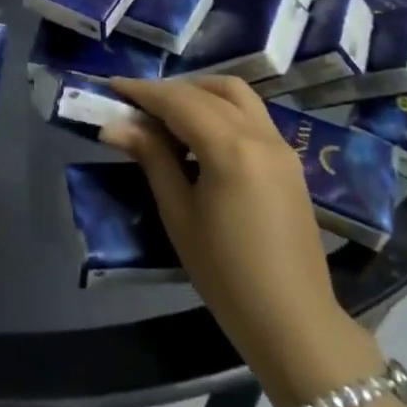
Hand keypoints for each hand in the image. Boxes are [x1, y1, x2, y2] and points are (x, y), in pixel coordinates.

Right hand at [103, 76, 382, 406]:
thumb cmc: (225, 273)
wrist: (293, 322)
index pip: (179, 101)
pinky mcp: (290, 161)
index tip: (112, 84)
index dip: (143, 90)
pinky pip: (253, 115)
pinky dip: (222, 109)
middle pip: (208, 92)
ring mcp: (281, 147)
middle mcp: (260, 135)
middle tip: (136, 105)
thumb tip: (114, 125)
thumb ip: (151, 158)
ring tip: (168, 113)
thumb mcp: (178, 214)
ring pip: (237, 95)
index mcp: (231, 149)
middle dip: (169, 90)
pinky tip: (200, 134)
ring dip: (200, 92)